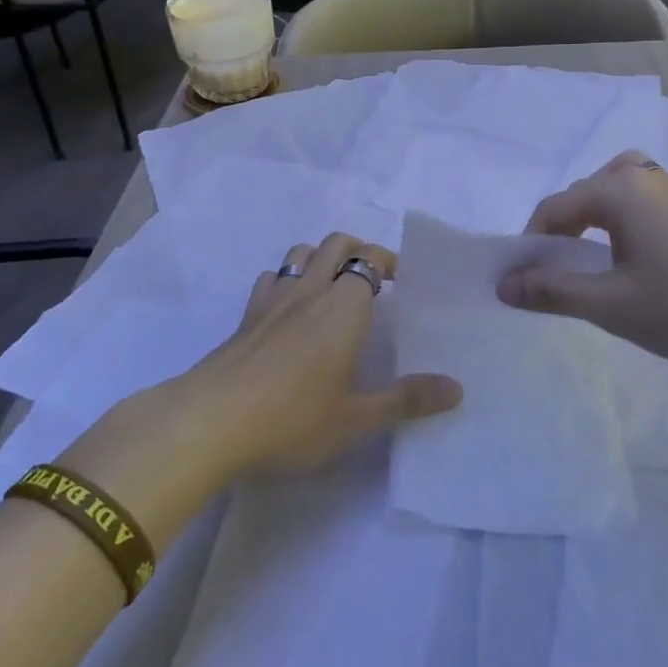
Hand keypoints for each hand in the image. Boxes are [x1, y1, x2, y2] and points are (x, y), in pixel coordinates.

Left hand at [187, 232, 462, 474]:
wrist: (210, 422)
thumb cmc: (292, 418)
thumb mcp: (356, 419)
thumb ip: (406, 400)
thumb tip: (457, 389)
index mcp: (343, 307)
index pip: (369, 261)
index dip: (386, 262)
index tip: (401, 279)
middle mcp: (310, 292)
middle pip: (335, 244)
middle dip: (358, 249)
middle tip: (373, 277)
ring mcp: (272, 301)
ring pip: (299, 254)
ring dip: (320, 258)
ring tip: (332, 285)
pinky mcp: (244, 317)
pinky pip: (270, 279)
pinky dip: (286, 280)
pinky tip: (288, 309)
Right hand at [496, 152, 667, 376]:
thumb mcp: (611, 304)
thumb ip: (552, 290)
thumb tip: (503, 285)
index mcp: (617, 189)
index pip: (553, 209)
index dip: (530, 246)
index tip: (520, 284)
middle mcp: (643, 175)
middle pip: (582, 196)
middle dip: (560, 234)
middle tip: (558, 279)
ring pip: (614, 196)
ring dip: (593, 226)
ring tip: (593, 267)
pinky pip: (641, 205)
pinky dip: (622, 226)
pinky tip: (636, 263)